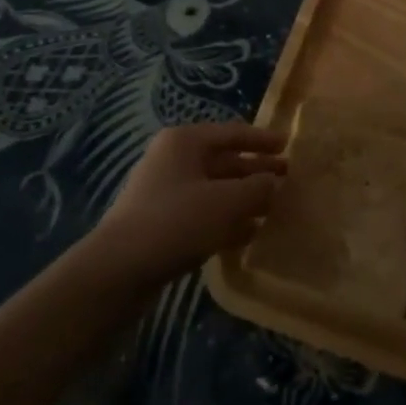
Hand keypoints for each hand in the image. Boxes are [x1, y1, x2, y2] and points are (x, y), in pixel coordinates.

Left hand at [93, 124, 285, 284]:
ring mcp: (165, 193)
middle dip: (256, 171)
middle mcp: (174, 160)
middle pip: (224, 161)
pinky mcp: (162, 224)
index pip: (233, 132)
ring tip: (274, 209)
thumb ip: (257, 188)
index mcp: (185, 141)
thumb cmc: (176, 221)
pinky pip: (203, 214)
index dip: (262, 139)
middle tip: (288, 179)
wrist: (117, 271)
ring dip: (244, 198)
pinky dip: (227, 220)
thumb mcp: (227, 201)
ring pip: (215, 190)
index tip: (288, 144)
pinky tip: (249, 234)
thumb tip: (274, 183)